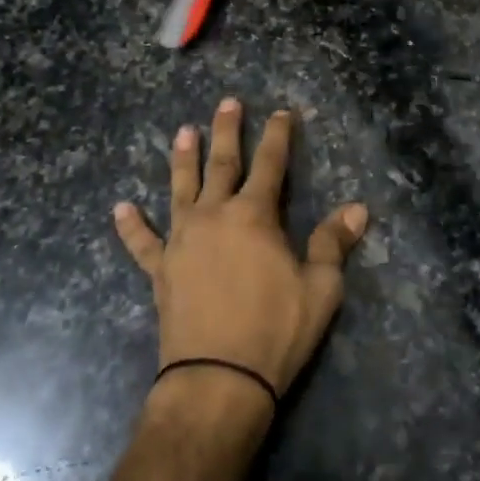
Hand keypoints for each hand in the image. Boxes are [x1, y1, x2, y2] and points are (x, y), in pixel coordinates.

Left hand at [114, 98, 367, 407]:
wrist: (218, 378)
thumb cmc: (275, 330)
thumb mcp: (320, 288)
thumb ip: (334, 243)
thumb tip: (358, 209)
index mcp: (254, 216)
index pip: (271, 164)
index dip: (278, 136)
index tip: (281, 112)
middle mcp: (214, 216)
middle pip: (222, 164)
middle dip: (227, 132)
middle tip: (227, 103)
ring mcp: (182, 241)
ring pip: (181, 189)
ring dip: (182, 160)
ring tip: (182, 132)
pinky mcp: (161, 270)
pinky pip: (143, 243)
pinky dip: (131, 226)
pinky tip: (120, 209)